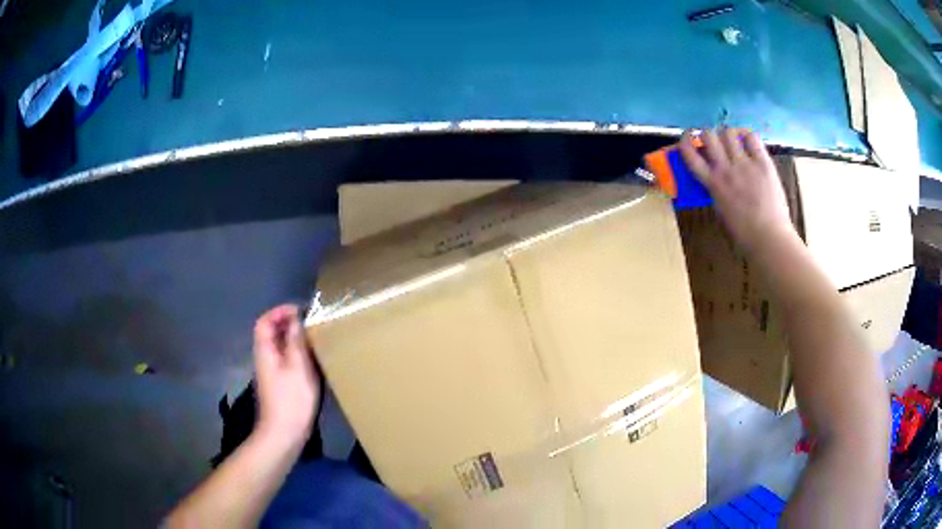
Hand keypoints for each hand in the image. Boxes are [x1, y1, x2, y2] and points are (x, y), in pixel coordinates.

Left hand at [252, 305, 320, 448]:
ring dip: (293, 338)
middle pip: (270, 333)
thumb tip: (296, 320)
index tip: (300, 310)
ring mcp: (271, 372)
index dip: (279, 312)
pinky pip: (284, 359)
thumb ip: (296, 341)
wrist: (284, 433)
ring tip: (313, 337)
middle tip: (310, 322)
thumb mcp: (298, 367)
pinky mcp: (279, 384)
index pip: (265, 322)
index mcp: (265, 351)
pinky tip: (312, 360)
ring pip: (278, 346)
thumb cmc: (291, 399)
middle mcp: (264, 358)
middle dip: (288, 323)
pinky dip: (295, 353)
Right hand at [679, 128, 796, 253]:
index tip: (687, 138)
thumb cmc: (743, 234)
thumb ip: (715, 191)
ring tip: (732, 142)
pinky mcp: (763, 163)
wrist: (769, 238)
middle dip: (707, 134)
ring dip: (726, 134)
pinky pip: (752, 137)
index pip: (690, 154)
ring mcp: (745, 164)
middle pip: (708, 135)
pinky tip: (747, 141)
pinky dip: (746, 135)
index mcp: (713, 184)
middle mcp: (726, 169)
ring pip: (728, 132)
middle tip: (712, 141)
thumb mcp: (721, 212)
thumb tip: (713, 179)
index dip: (685, 141)